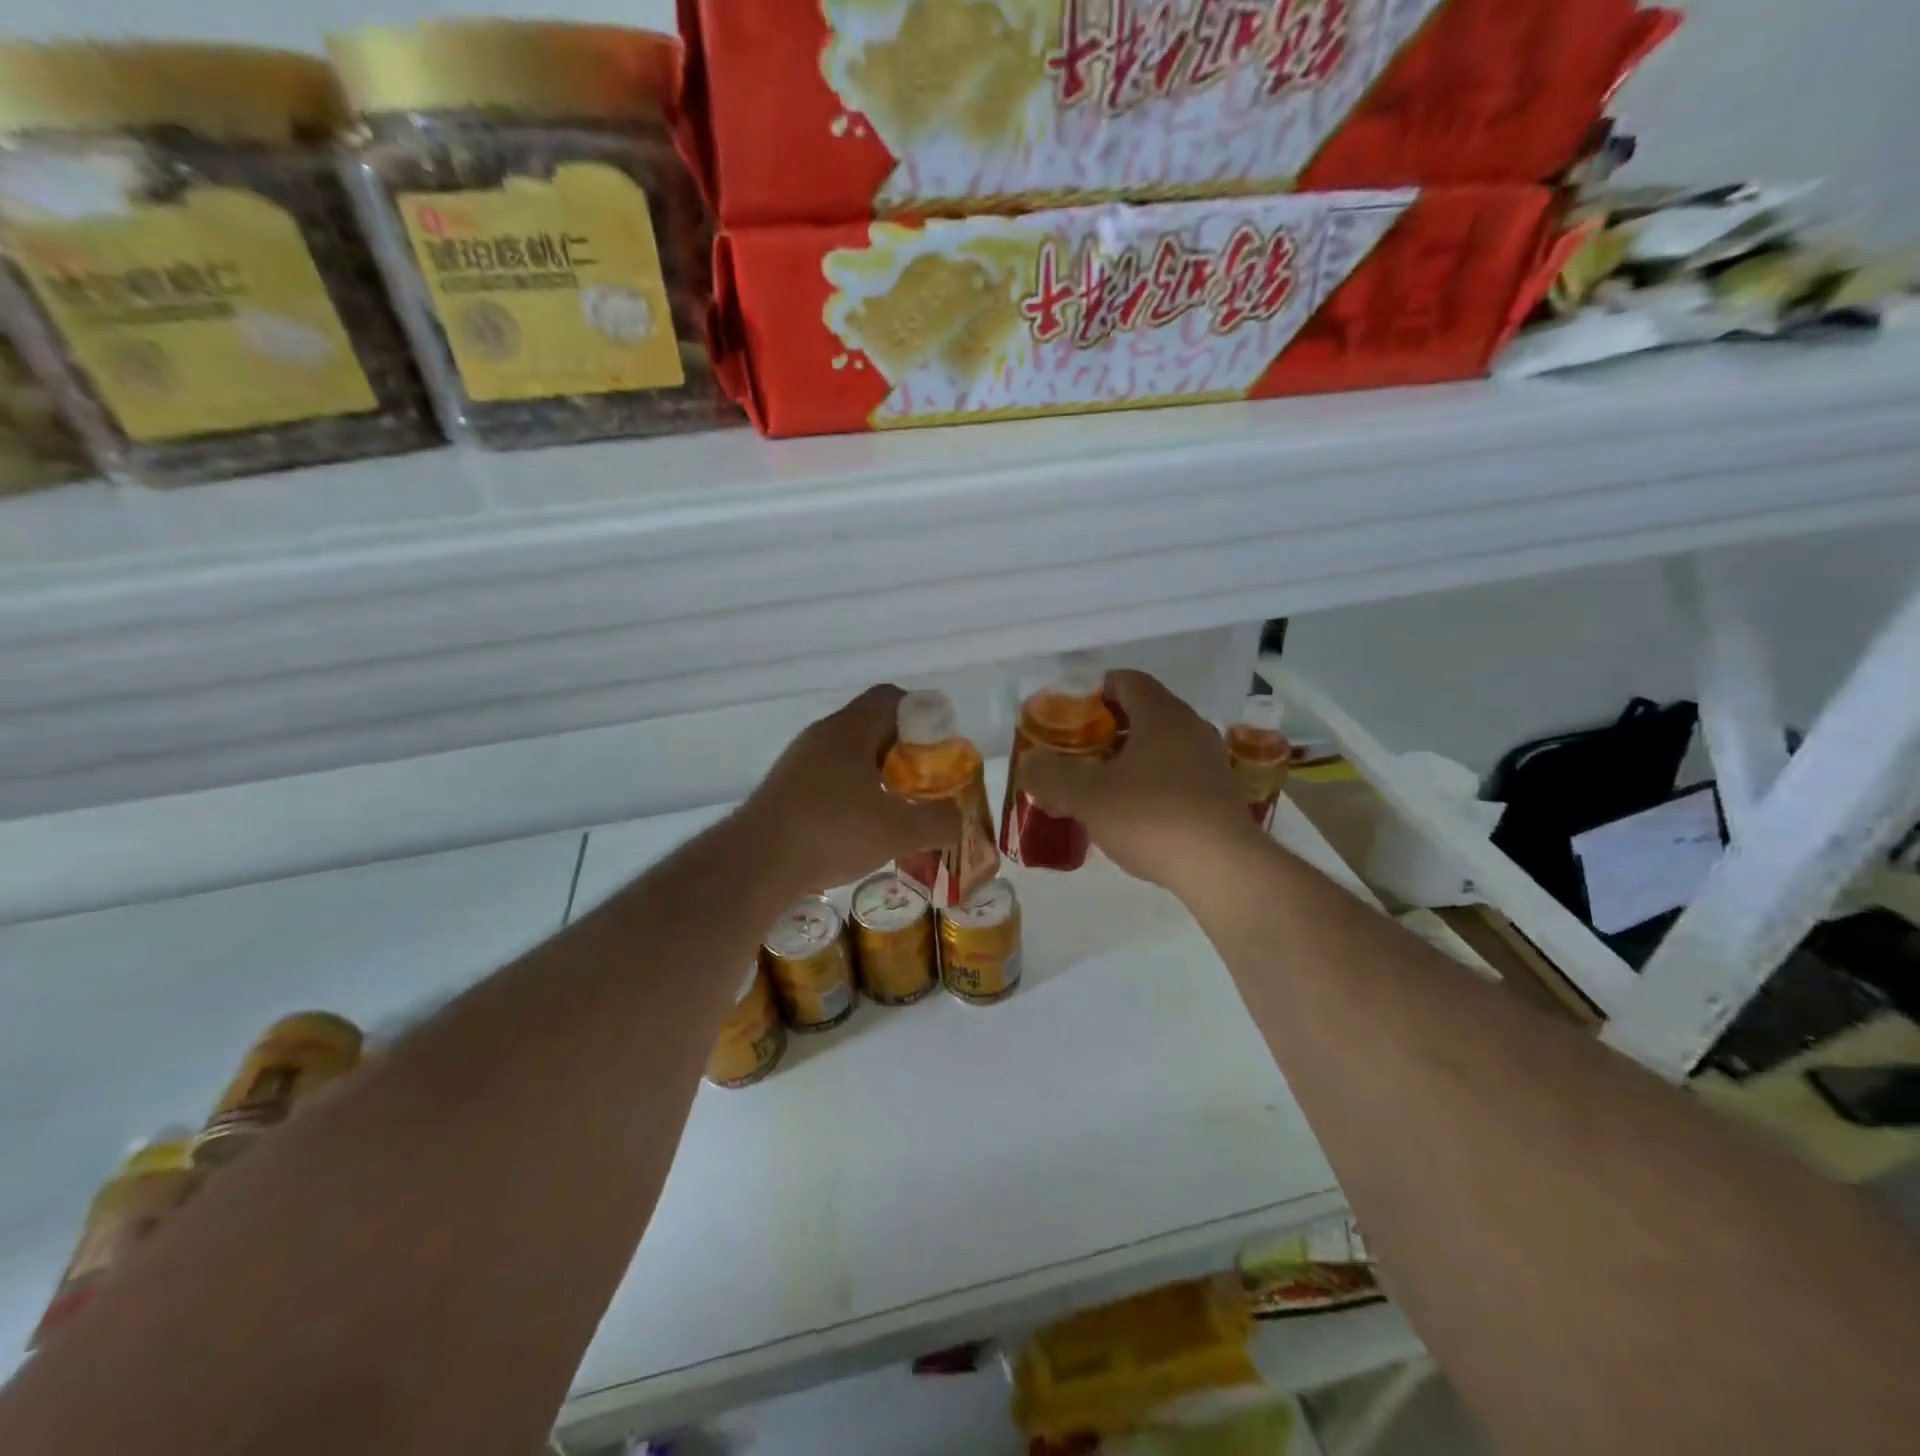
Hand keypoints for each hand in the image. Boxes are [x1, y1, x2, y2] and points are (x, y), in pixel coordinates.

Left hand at [740, 685, 960, 891]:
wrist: (755, 864)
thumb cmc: (832, 832)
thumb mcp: (898, 831)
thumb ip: (938, 823)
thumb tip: (957, 821)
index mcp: (849, 730)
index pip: (890, 698)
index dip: (921, 715)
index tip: (939, 746)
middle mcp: (821, 737)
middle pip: (872, 728)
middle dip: (904, 753)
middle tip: (925, 782)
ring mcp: (798, 764)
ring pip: (849, 757)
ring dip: (878, 777)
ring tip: (898, 810)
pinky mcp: (784, 792)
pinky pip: (829, 781)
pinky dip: (853, 796)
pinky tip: (861, 830)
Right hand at [1016, 669, 1260, 892]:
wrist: (1223, 869)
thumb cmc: (1151, 817)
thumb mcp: (1086, 797)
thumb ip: (1050, 776)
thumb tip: (1029, 762)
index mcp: (1161, 714)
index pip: (1125, 680)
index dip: (1092, 692)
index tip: (1067, 717)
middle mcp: (1191, 727)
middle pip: (1142, 712)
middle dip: (1105, 729)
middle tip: (1075, 753)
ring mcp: (1210, 761)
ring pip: (1160, 746)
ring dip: (1127, 759)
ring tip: (1097, 786)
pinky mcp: (1219, 794)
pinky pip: (1176, 774)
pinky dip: (1150, 782)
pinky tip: (1131, 813)